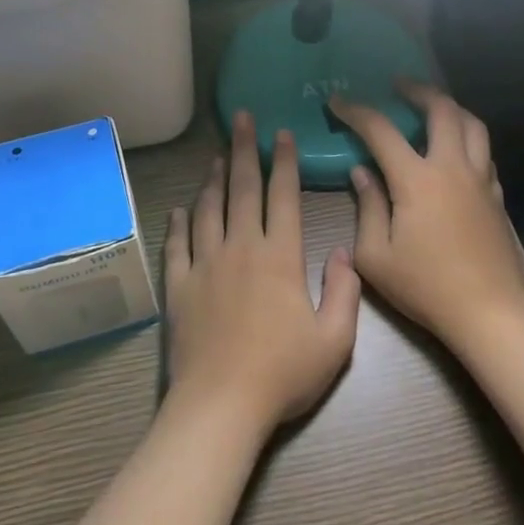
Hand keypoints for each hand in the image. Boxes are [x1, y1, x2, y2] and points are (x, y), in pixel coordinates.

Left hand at [163, 110, 360, 435]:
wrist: (221, 405)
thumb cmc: (282, 374)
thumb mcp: (335, 340)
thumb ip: (345, 292)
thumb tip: (344, 253)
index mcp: (280, 257)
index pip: (283, 197)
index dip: (284, 162)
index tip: (282, 134)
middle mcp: (241, 248)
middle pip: (242, 190)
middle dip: (245, 150)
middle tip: (241, 119)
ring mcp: (205, 264)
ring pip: (208, 209)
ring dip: (214, 179)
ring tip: (217, 155)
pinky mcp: (179, 285)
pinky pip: (178, 244)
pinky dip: (179, 222)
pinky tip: (180, 208)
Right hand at [328, 81, 523, 351]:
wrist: (489, 312)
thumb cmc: (425, 287)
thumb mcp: (375, 256)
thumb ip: (367, 207)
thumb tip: (362, 173)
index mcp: (417, 179)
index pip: (381, 130)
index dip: (356, 111)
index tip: (337, 101)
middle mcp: (452, 167)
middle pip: (442, 109)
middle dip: (417, 90)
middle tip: (398, 85)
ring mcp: (479, 179)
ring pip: (473, 124)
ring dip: (450, 107)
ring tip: (432, 107)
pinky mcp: (495, 196)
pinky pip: (484, 152)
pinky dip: (467, 138)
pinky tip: (456, 150)